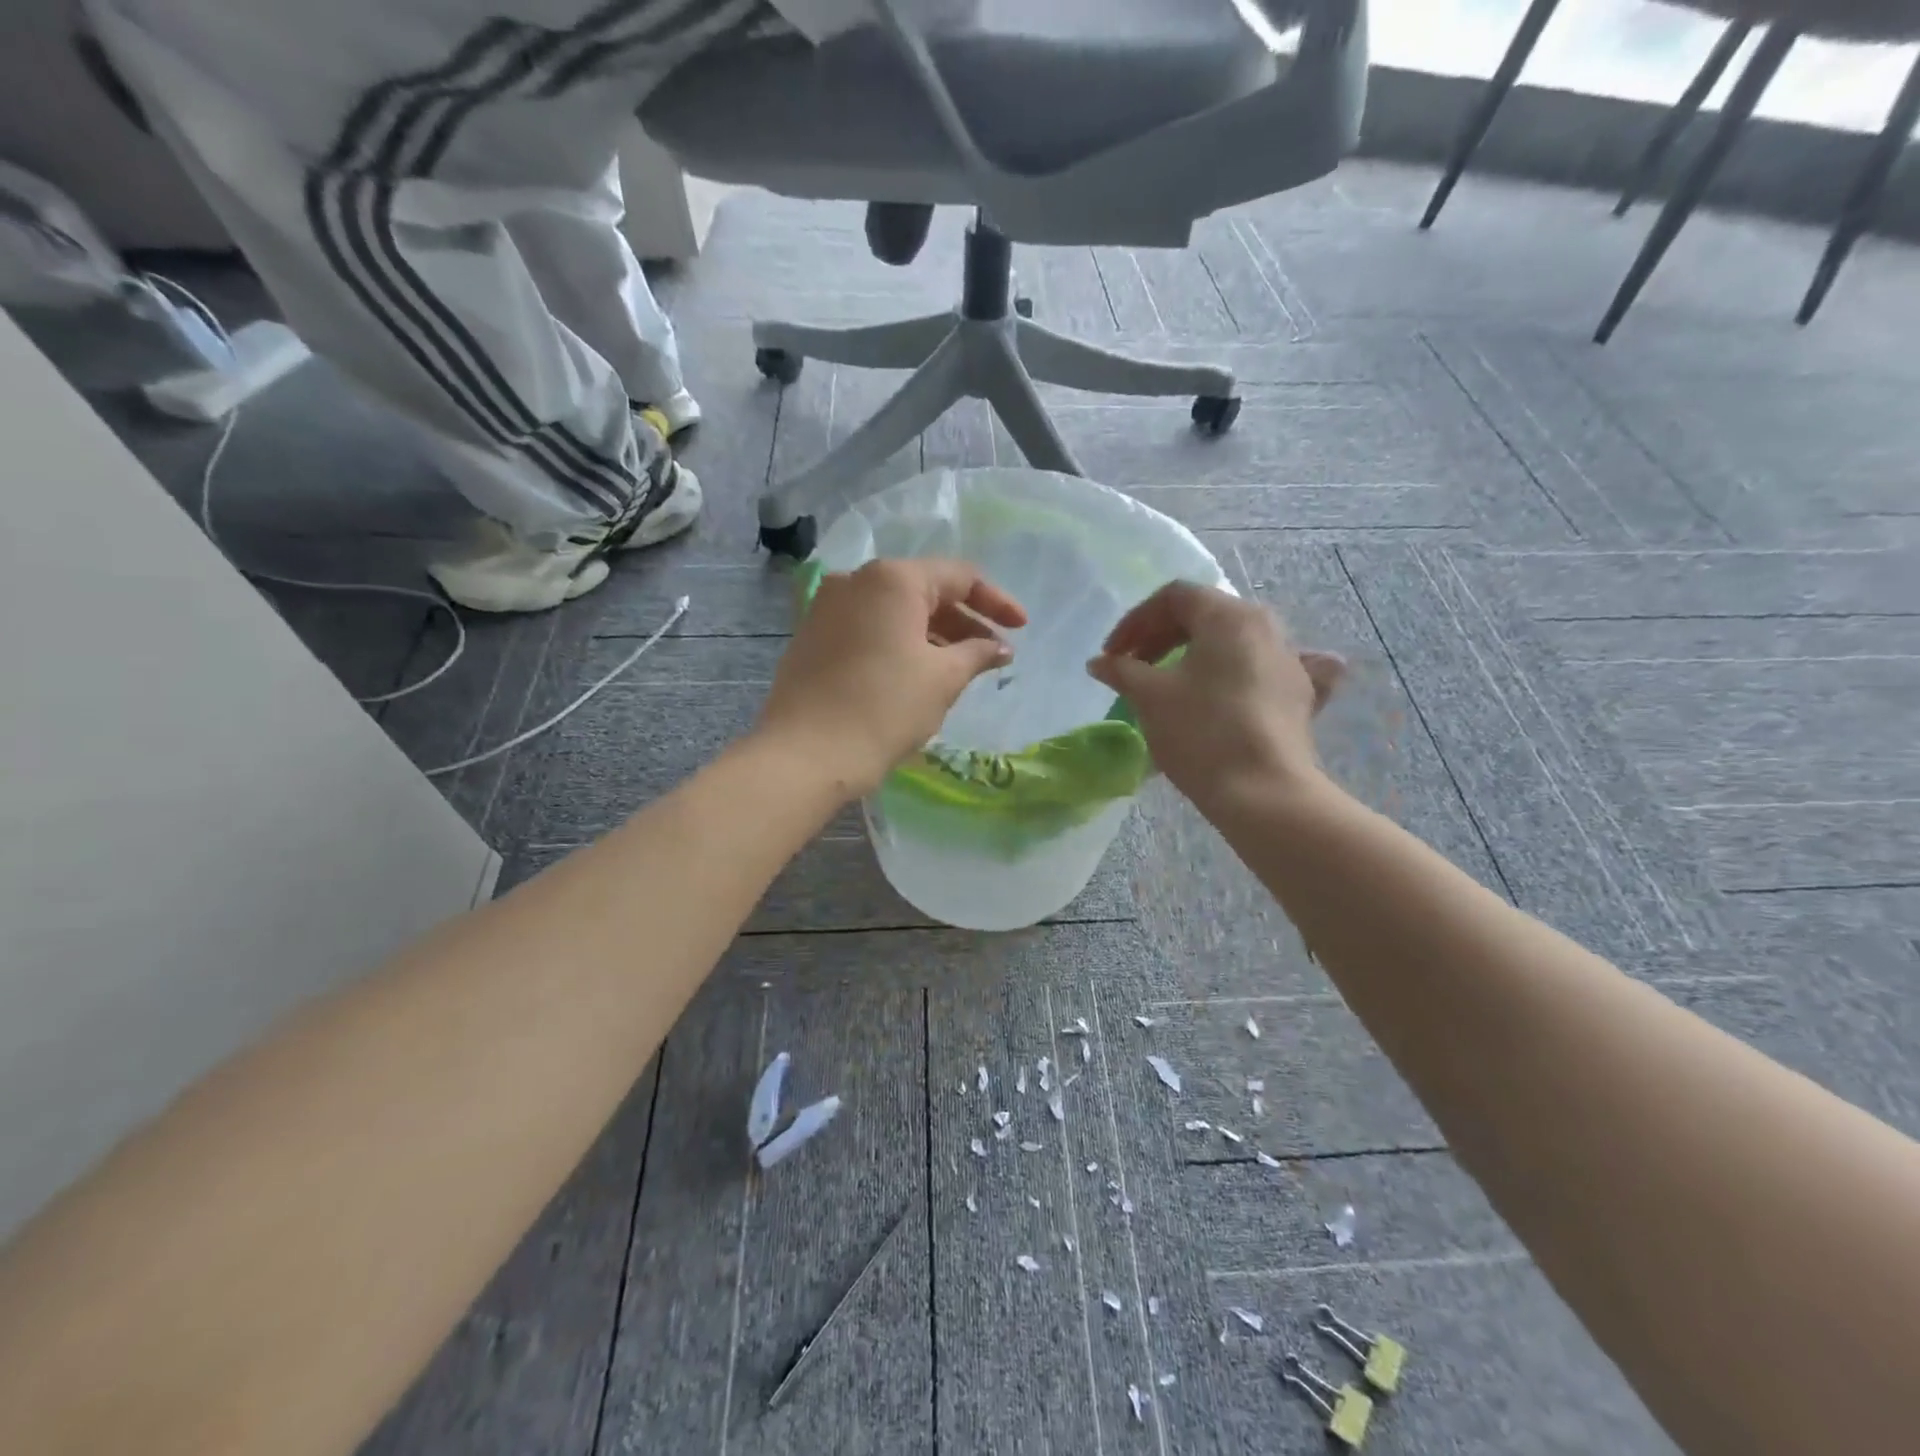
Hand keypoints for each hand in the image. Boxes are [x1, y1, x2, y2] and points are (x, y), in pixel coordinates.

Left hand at [760, 559, 1026, 797]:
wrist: (806, 754)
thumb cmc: (885, 708)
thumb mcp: (943, 679)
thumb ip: (977, 653)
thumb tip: (999, 648)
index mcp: (892, 579)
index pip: (959, 577)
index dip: (996, 602)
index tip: (1021, 629)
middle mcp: (856, 580)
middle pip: (924, 591)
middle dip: (963, 621)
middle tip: (992, 655)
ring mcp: (827, 607)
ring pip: (895, 612)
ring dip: (933, 635)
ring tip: (960, 669)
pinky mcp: (812, 636)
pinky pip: (869, 628)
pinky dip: (899, 643)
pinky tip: (917, 673)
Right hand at [1087, 581, 1343, 810]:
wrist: (1263, 792)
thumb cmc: (1200, 732)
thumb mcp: (1150, 697)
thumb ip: (1122, 670)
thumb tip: (1100, 662)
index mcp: (1229, 616)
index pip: (1175, 597)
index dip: (1136, 621)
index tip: (1112, 654)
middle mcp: (1267, 627)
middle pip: (1206, 614)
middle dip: (1162, 636)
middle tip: (1132, 666)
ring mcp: (1290, 661)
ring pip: (1235, 641)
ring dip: (1197, 653)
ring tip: (1171, 681)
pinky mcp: (1301, 696)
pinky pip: (1269, 670)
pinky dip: (1247, 672)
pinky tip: (1243, 684)